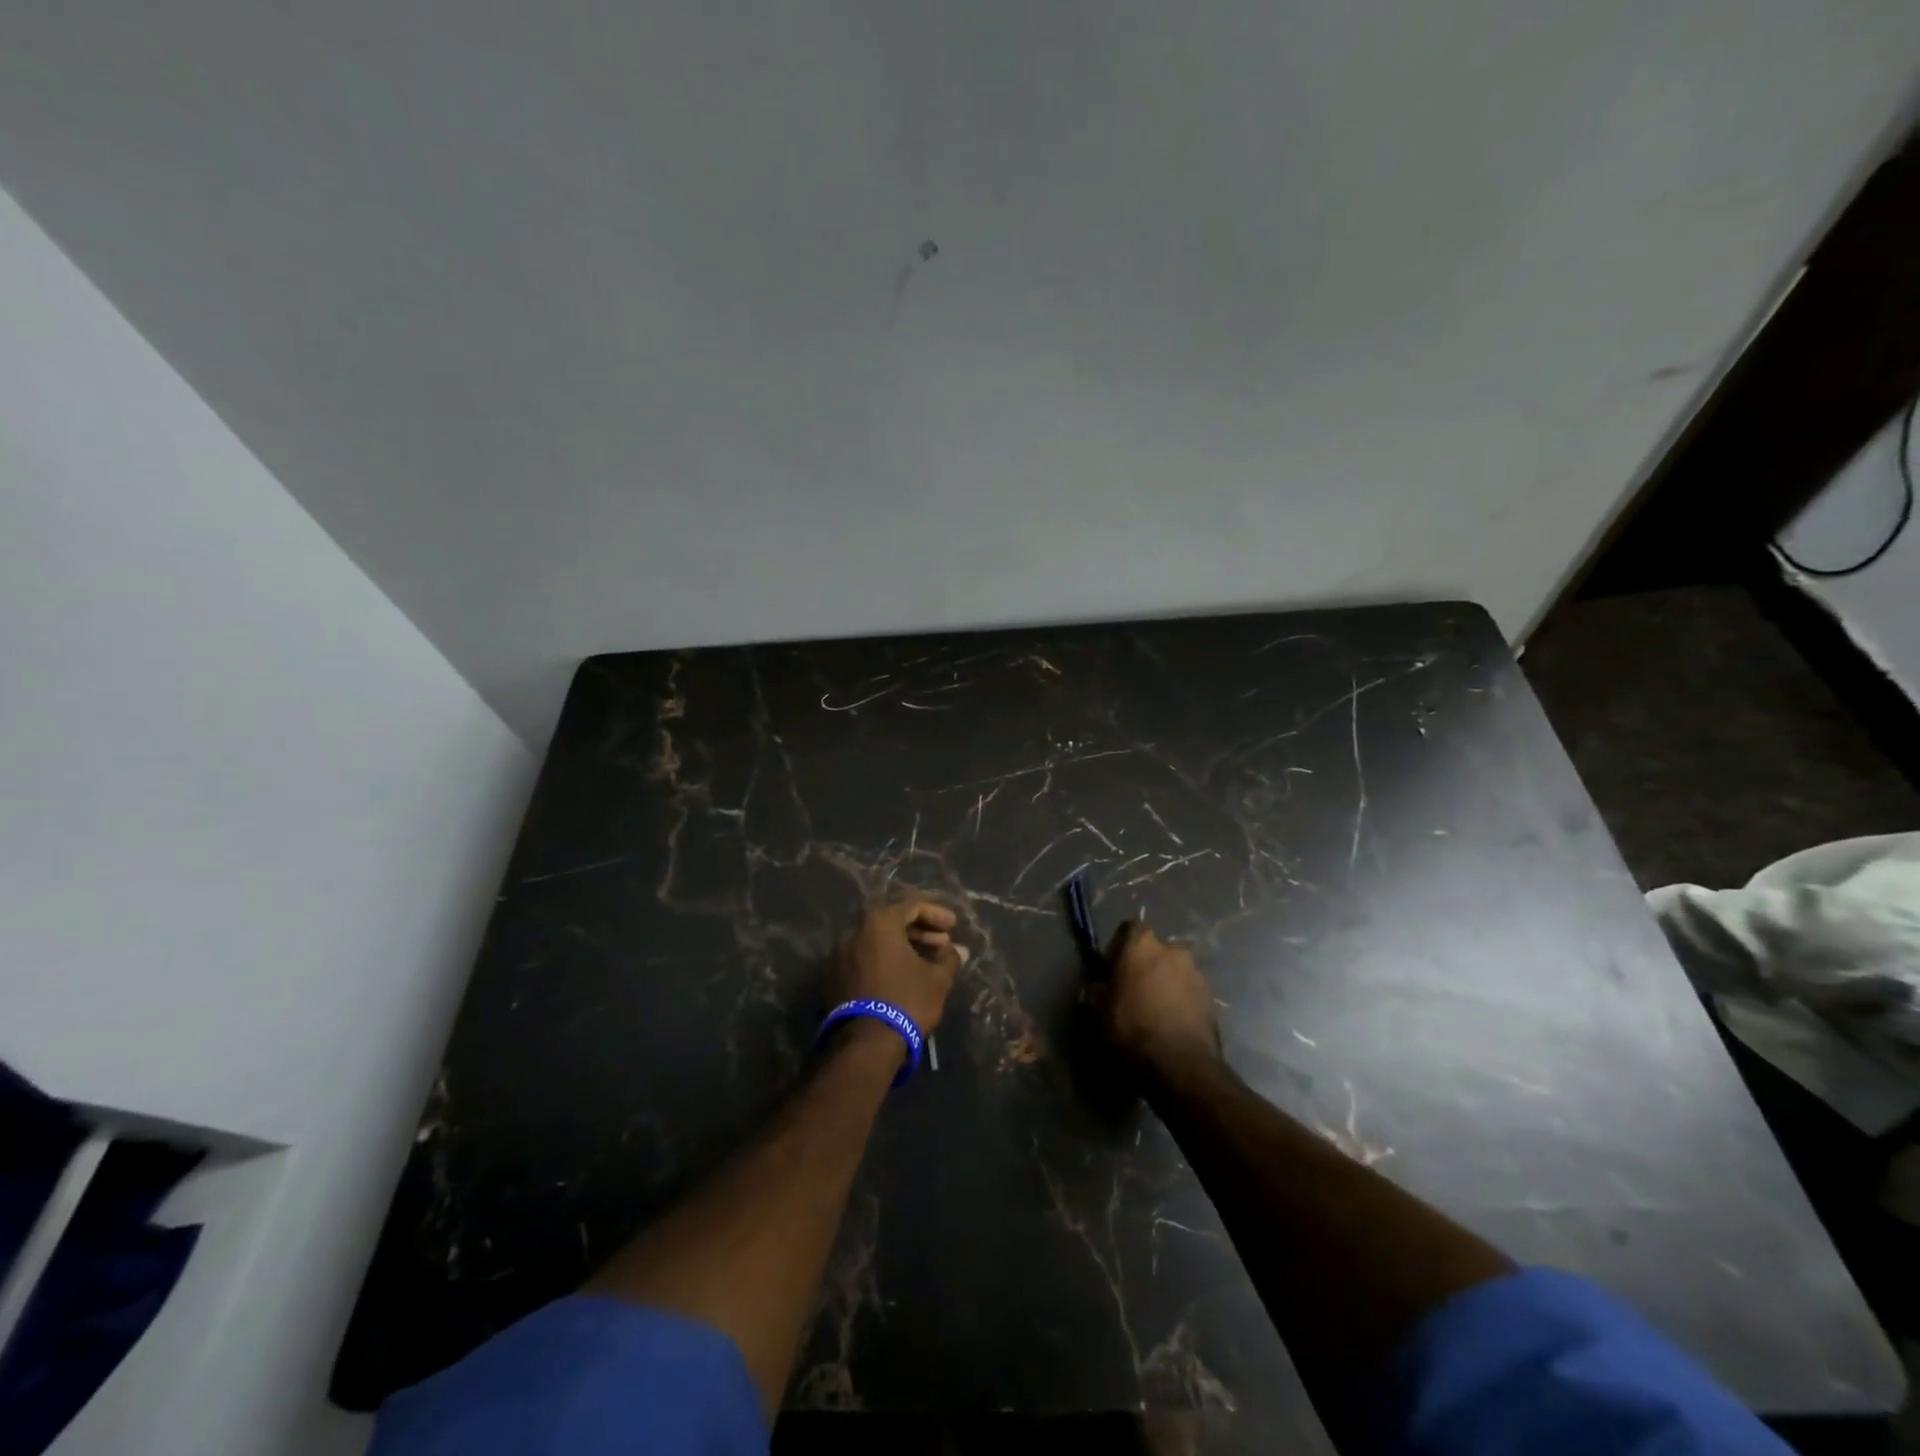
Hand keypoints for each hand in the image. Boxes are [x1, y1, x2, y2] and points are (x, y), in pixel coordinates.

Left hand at [831, 895, 968, 1035]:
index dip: (936, 914)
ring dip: (903, 946)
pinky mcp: (833, 977)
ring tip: (925, 961)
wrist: (865, 1043)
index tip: (954, 926)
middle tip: (942, 944)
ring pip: (877, 940)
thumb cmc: (906, 1000)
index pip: (912, 906)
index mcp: (879, 922)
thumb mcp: (937, 979)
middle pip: (892, 921)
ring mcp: (840, 954)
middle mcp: (855, 931)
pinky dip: (884, 960)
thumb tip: (958, 950)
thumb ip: (949, 958)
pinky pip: (864, 958)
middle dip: (920, 930)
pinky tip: (902, 975)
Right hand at [1090, 922, 1219, 1083]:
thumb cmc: (1132, 1028)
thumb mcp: (1098, 1011)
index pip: (1129, 929)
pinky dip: (1180, 1001)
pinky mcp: (1211, 998)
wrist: (1180, 1066)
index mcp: (1143, 945)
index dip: (1119, 946)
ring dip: (1165, 983)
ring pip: (1174, 971)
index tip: (1112, 969)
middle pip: (1155, 950)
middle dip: (1145, 965)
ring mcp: (1196, 973)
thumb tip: (1097, 989)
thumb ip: (1095, 992)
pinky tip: (1170, 1023)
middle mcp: (1173, 950)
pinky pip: (1189, 991)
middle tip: (1133, 990)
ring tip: (1154, 1010)